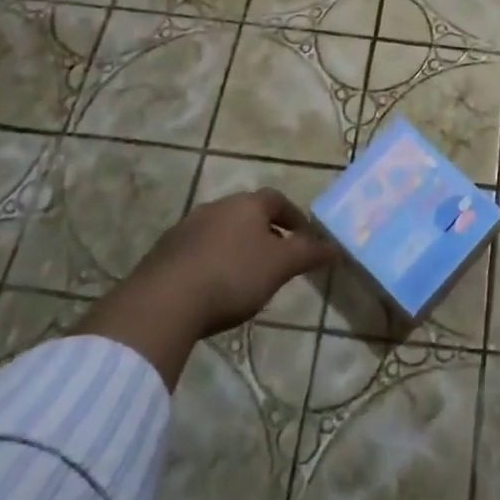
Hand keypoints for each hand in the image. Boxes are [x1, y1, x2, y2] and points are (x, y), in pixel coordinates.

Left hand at [75, 190, 336, 387]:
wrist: (165, 300)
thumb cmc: (233, 275)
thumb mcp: (280, 266)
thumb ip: (309, 254)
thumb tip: (335, 247)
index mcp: (247, 204)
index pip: (277, 200)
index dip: (293, 216)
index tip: (303, 237)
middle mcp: (216, 206)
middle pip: (247, 213)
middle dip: (264, 232)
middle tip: (276, 258)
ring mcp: (186, 227)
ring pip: (220, 231)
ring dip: (235, 246)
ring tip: (245, 276)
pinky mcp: (164, 251)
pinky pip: (196, 250)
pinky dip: (211, 261)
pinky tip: (212, 287)